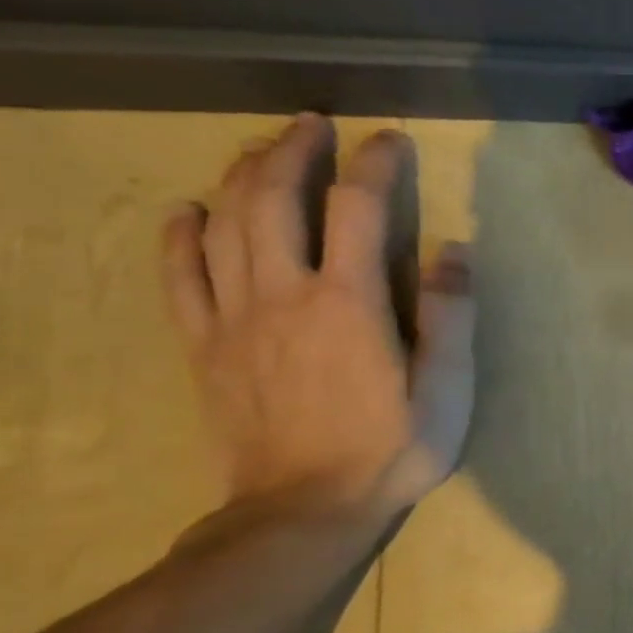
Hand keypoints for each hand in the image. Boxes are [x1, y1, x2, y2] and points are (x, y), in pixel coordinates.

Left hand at [161, 116, 475, 518]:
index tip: (390, 139)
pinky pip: (179, 279)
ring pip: (225, 227)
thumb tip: (453, 249)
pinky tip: (187, 211)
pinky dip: (179, 237)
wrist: (305, 509)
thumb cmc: (394, 445)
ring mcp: (235, 320)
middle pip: (275, 201)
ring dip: (241, 176)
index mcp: (349, 302)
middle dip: (294, 151)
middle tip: (314, 123)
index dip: (374, 164)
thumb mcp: (447, 387)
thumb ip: (451, 315)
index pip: (358, 208)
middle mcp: (284, 295)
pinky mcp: (205, 346)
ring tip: (264, 148)